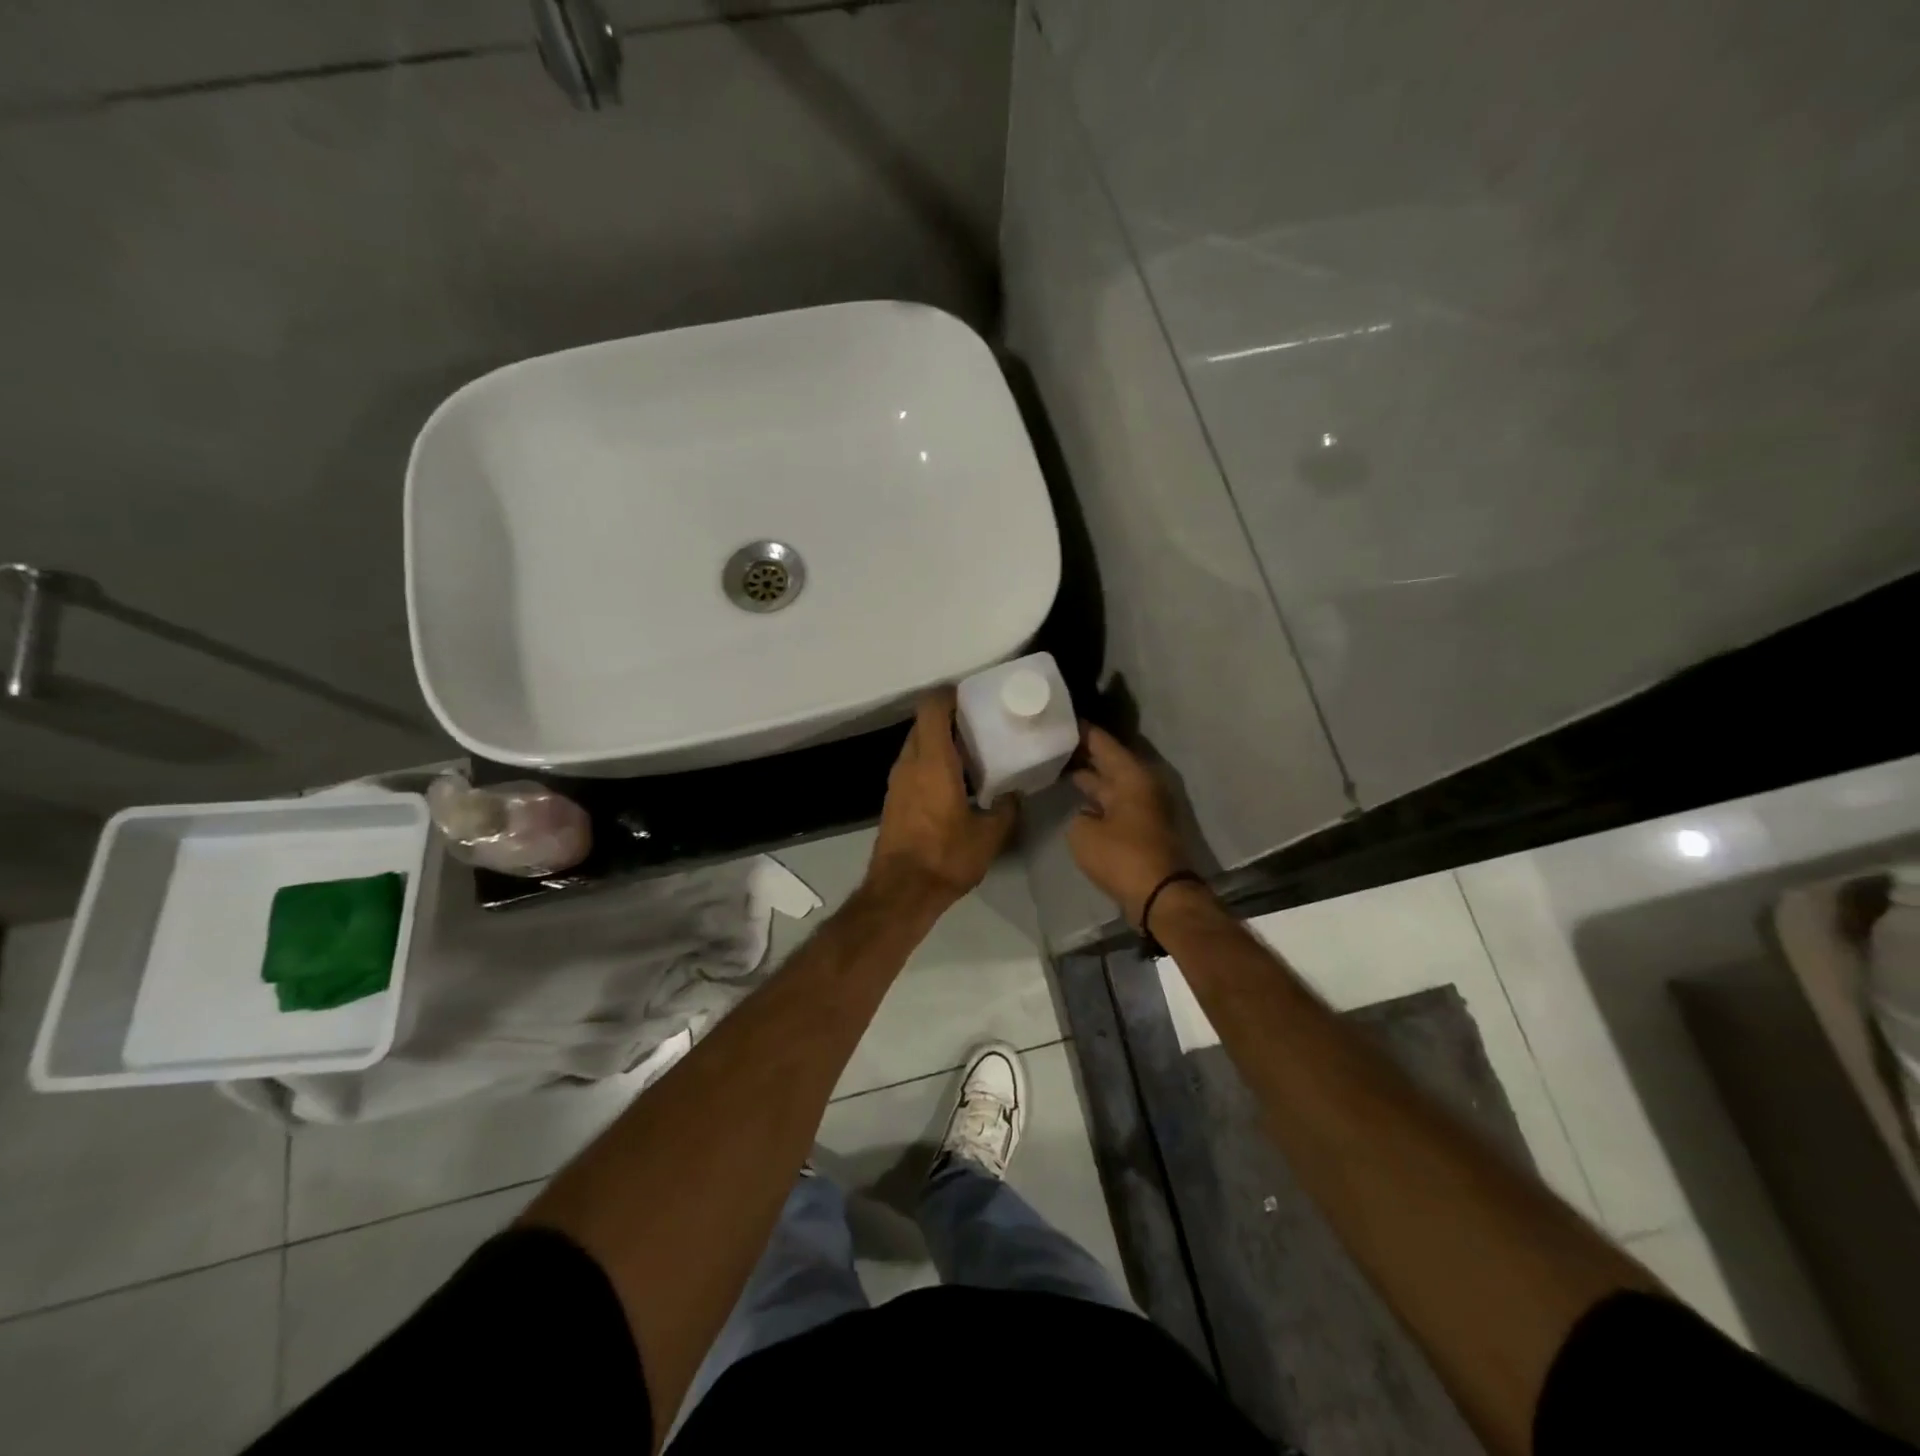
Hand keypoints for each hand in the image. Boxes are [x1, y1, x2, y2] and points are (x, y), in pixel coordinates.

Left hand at [867, 689, 1017, 904]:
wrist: (901, 892)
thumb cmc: (946, 857)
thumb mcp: (989, 835)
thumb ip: (1005, 808)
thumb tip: (1014, 794)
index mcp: (933, 761)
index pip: (932, 708)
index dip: (949, 695)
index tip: (972, 697)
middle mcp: (910, 763)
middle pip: (923, 724)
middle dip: (948, 718)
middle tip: (979, 725)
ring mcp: (897, 782)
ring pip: (916, 746)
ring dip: (938, 742)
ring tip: (970, 753)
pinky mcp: (893, 800)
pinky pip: (912, 767)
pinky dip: (929, 763)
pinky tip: (953, 782)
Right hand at [1066, 724, 1191, 925]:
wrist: (1160, 896)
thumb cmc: (1122, 857)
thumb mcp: (1083, 833)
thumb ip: (1079, 816)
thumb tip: (1087, 814)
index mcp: (1131, 776)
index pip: (1102, 742)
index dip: (1081, 730)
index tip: (1059, 718)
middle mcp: (1141, 786)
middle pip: (1108, 761)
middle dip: (1082, 752)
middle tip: (1052, 742)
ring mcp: (1144, 808)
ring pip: (1111, 783)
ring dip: (1090, 777)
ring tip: (1058, 767)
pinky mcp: (1142, 829)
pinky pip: (1115, 804)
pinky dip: (1097, 799)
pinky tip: (1077, 801)